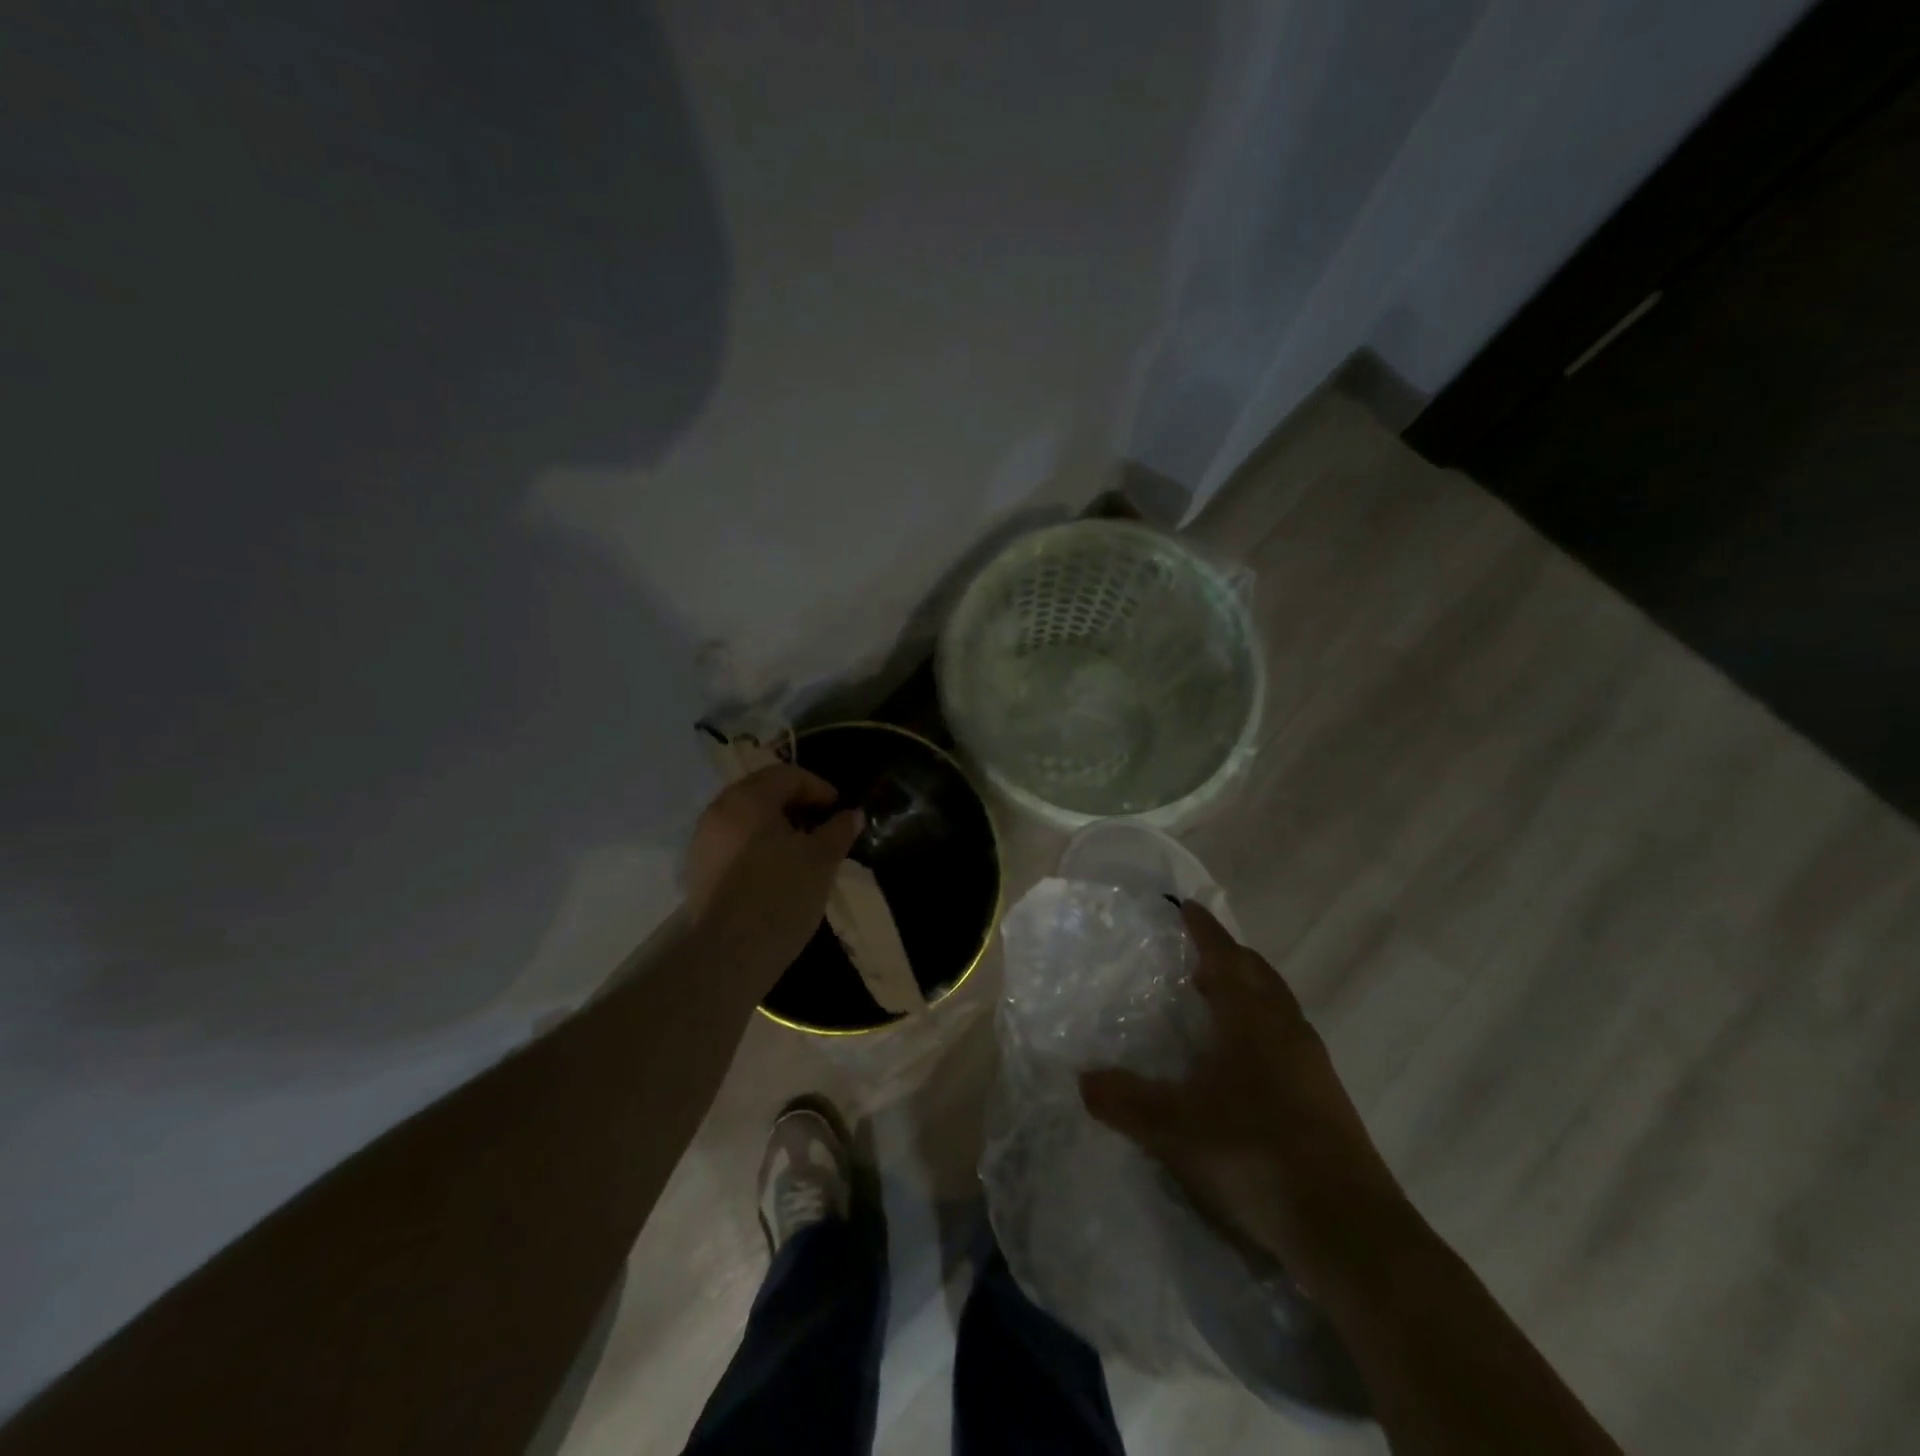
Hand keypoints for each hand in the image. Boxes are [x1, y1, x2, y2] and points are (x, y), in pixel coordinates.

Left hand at [685, 764, 863, 988]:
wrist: (728, 955)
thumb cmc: (780, 895)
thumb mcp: (821, 860)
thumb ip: (838, 831)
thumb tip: (852, 814)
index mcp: (747, 799)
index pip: (786, 775)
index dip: (818, 787)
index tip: (839, 809)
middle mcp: (719, 811)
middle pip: (762, 793)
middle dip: (796, 804)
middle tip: (823, 826)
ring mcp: (704, 842)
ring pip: (746, 819)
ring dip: (776, 826)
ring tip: (803, 850)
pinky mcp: (699, 871)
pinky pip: (734, 843)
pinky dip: (758, 846)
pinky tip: (777, 871)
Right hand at [1080, 902, 1407, 1283]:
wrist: (1350, 1231)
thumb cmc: (1257, 1154)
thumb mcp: (1175, 1128)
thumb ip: (1124, 1101)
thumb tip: (1083, 1079)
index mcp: (1253, 1018)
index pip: (1225, 955)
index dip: (1203, 929)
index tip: (1185, 906)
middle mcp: (1287, 1029)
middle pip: (1257, 974)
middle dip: (1226, 957)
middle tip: (1193, 957)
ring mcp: (1312, 1065)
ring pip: (1276, 1007)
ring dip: (1246, 993)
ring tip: (1212, 1004)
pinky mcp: (1324, 1099)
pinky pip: (1286, 1040)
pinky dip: (1259, 1030)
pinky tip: (1240, 1065)